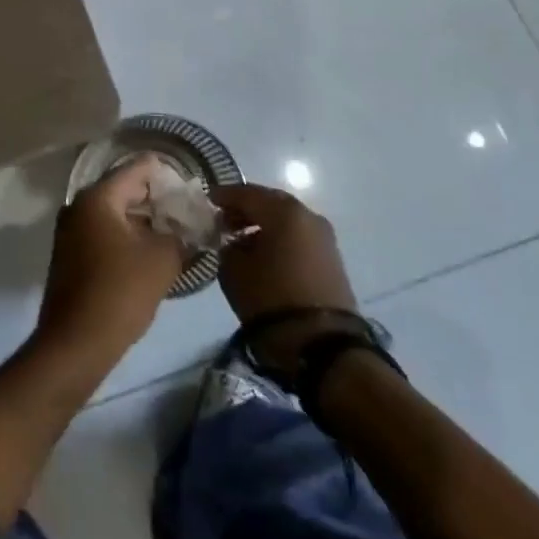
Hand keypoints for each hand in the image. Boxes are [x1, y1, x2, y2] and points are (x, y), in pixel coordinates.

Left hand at [36, 156, 187, 368]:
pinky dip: (126, 237)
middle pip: (124, 189)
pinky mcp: (69, 254)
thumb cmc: (120, 292)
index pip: (138, 168)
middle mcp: (78, 205)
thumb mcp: (162, 260)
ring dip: (142, 221)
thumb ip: (180, 235)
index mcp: (98, 197)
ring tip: (174, 235)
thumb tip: (189, 227)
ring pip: (114, 213)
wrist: (75, 343)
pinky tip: (149, 254)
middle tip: (187, 214)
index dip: (167, 174)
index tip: (191, 189)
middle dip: (156, 200)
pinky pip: (103, 233)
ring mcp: (70, 230)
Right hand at [209, 183, 358, 375]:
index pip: (246, 193)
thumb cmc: (272, 299)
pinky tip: (264, 256)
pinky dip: (280, 239)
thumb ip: (227, 247)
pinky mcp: (332, 260)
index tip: (206, 201)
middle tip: (223, 222)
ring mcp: (324, 237)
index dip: (223, 196)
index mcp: (283, 211)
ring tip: (242, 243)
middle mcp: (308, 215)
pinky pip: (299, 238)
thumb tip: (231, 241)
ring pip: (286, 220)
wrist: (324, 346)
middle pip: (269, 202)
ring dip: (263, 226)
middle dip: (245, 210)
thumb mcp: (234, 271)